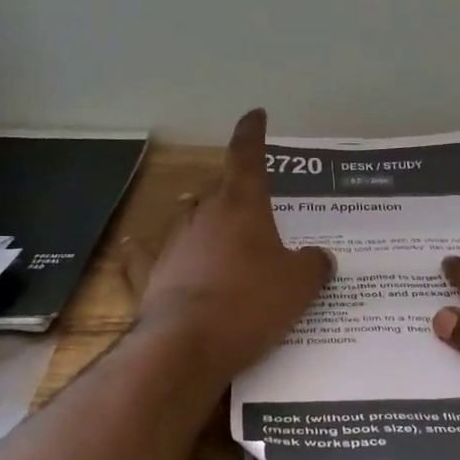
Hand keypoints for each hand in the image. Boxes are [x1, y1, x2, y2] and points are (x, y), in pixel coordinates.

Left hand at [121, 109, 333, 379]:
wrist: (190, 344)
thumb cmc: (252, 303)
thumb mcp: (300, 286)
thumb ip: (314, 265)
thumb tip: (320, 258)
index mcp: (242, 207)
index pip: (247, 156)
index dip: (253, 134)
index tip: (255, 115)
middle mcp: (203, 215)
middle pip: (217, 190)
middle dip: (232, 193)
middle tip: (251, 211)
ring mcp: (173, 243)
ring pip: (186, 218)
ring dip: (200, 220)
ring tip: (213, 232)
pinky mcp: (150, 275)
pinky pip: (146, 255)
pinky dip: (146, 251)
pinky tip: (139, 248)